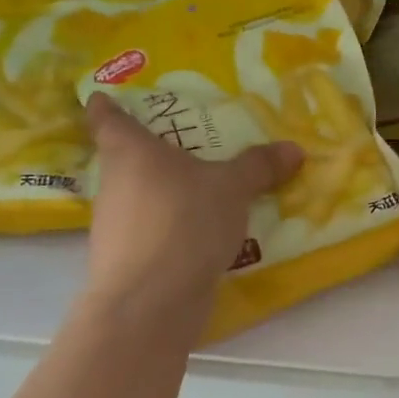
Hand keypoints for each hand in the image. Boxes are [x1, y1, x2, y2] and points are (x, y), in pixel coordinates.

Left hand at [83, 93, 301, 306]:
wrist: (151, 301)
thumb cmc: (184, 221)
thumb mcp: (233, 187)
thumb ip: (259, 165)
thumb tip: (293, 148)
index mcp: (130, 152)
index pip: (106, 118)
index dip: (105, 105)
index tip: (105, 96)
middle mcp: (114, 184)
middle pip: (126, 159)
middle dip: (153, 152)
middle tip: (188, 143)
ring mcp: (114, 225)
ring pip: (139, 197)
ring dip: (165, 193)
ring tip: (204, 189)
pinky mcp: (125, 260)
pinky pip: (151, 230)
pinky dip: (171, 226)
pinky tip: (202, 232)